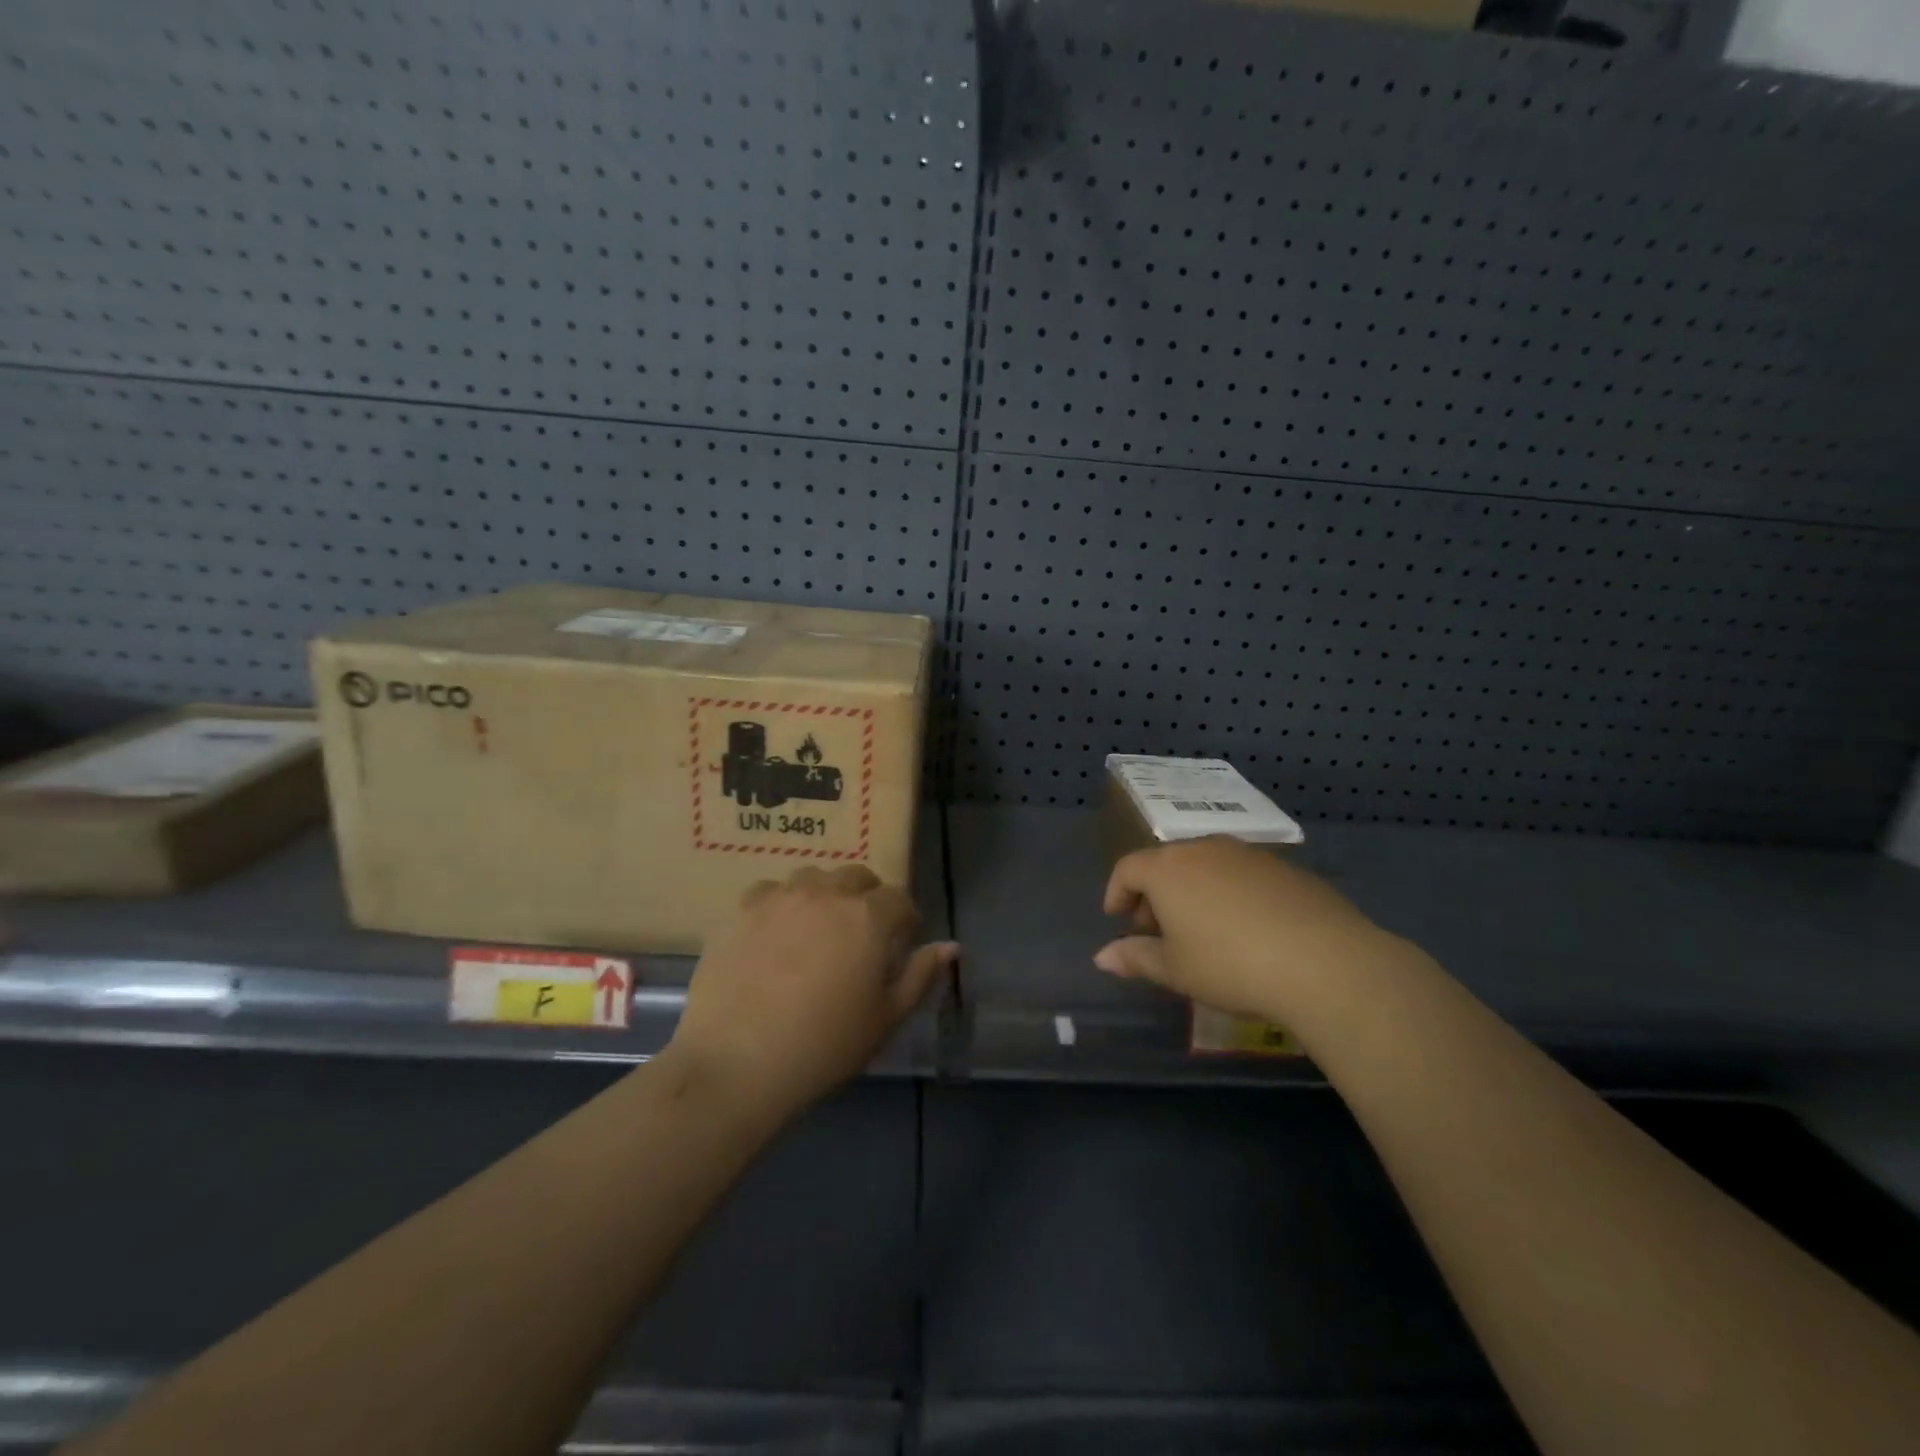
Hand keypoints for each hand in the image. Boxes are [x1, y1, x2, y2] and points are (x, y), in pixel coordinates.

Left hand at [669, 865, 956, 1118]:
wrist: (737, 1062)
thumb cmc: (823, 1046)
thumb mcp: (885, 1018)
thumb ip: (920, 975)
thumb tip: (950, 947)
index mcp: (869, 917)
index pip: (899, 899)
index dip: (905, 919)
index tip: (901, 943)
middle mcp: (828, 893)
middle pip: (857, 877)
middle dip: (867, 899)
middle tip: (860, 936)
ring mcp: (781, 897)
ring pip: (813, 878)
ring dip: (824, 895)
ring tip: (817, 929)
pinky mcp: (742, 909)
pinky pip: (771, 891)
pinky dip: (781, 903)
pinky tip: (775, 933)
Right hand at [1095, 837, 1418, 1024]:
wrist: (1323, 961)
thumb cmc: (1230, 965)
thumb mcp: (1175, 970)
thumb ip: (1135, 958)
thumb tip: (1102, 957)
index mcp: (1168, 868)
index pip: (1127, 868)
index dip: (1117, 893)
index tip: (1118, 919)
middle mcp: (1204, 849)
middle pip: (1166, 863)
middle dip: (1154, 895)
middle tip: (1157, 932)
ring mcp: (1247, 854)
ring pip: (1205, 866)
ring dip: (1192, 892)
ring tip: (1201, 931)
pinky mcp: (1284, 867)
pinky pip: (1241, 874)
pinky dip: (1229, 894)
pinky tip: (1246, 929)